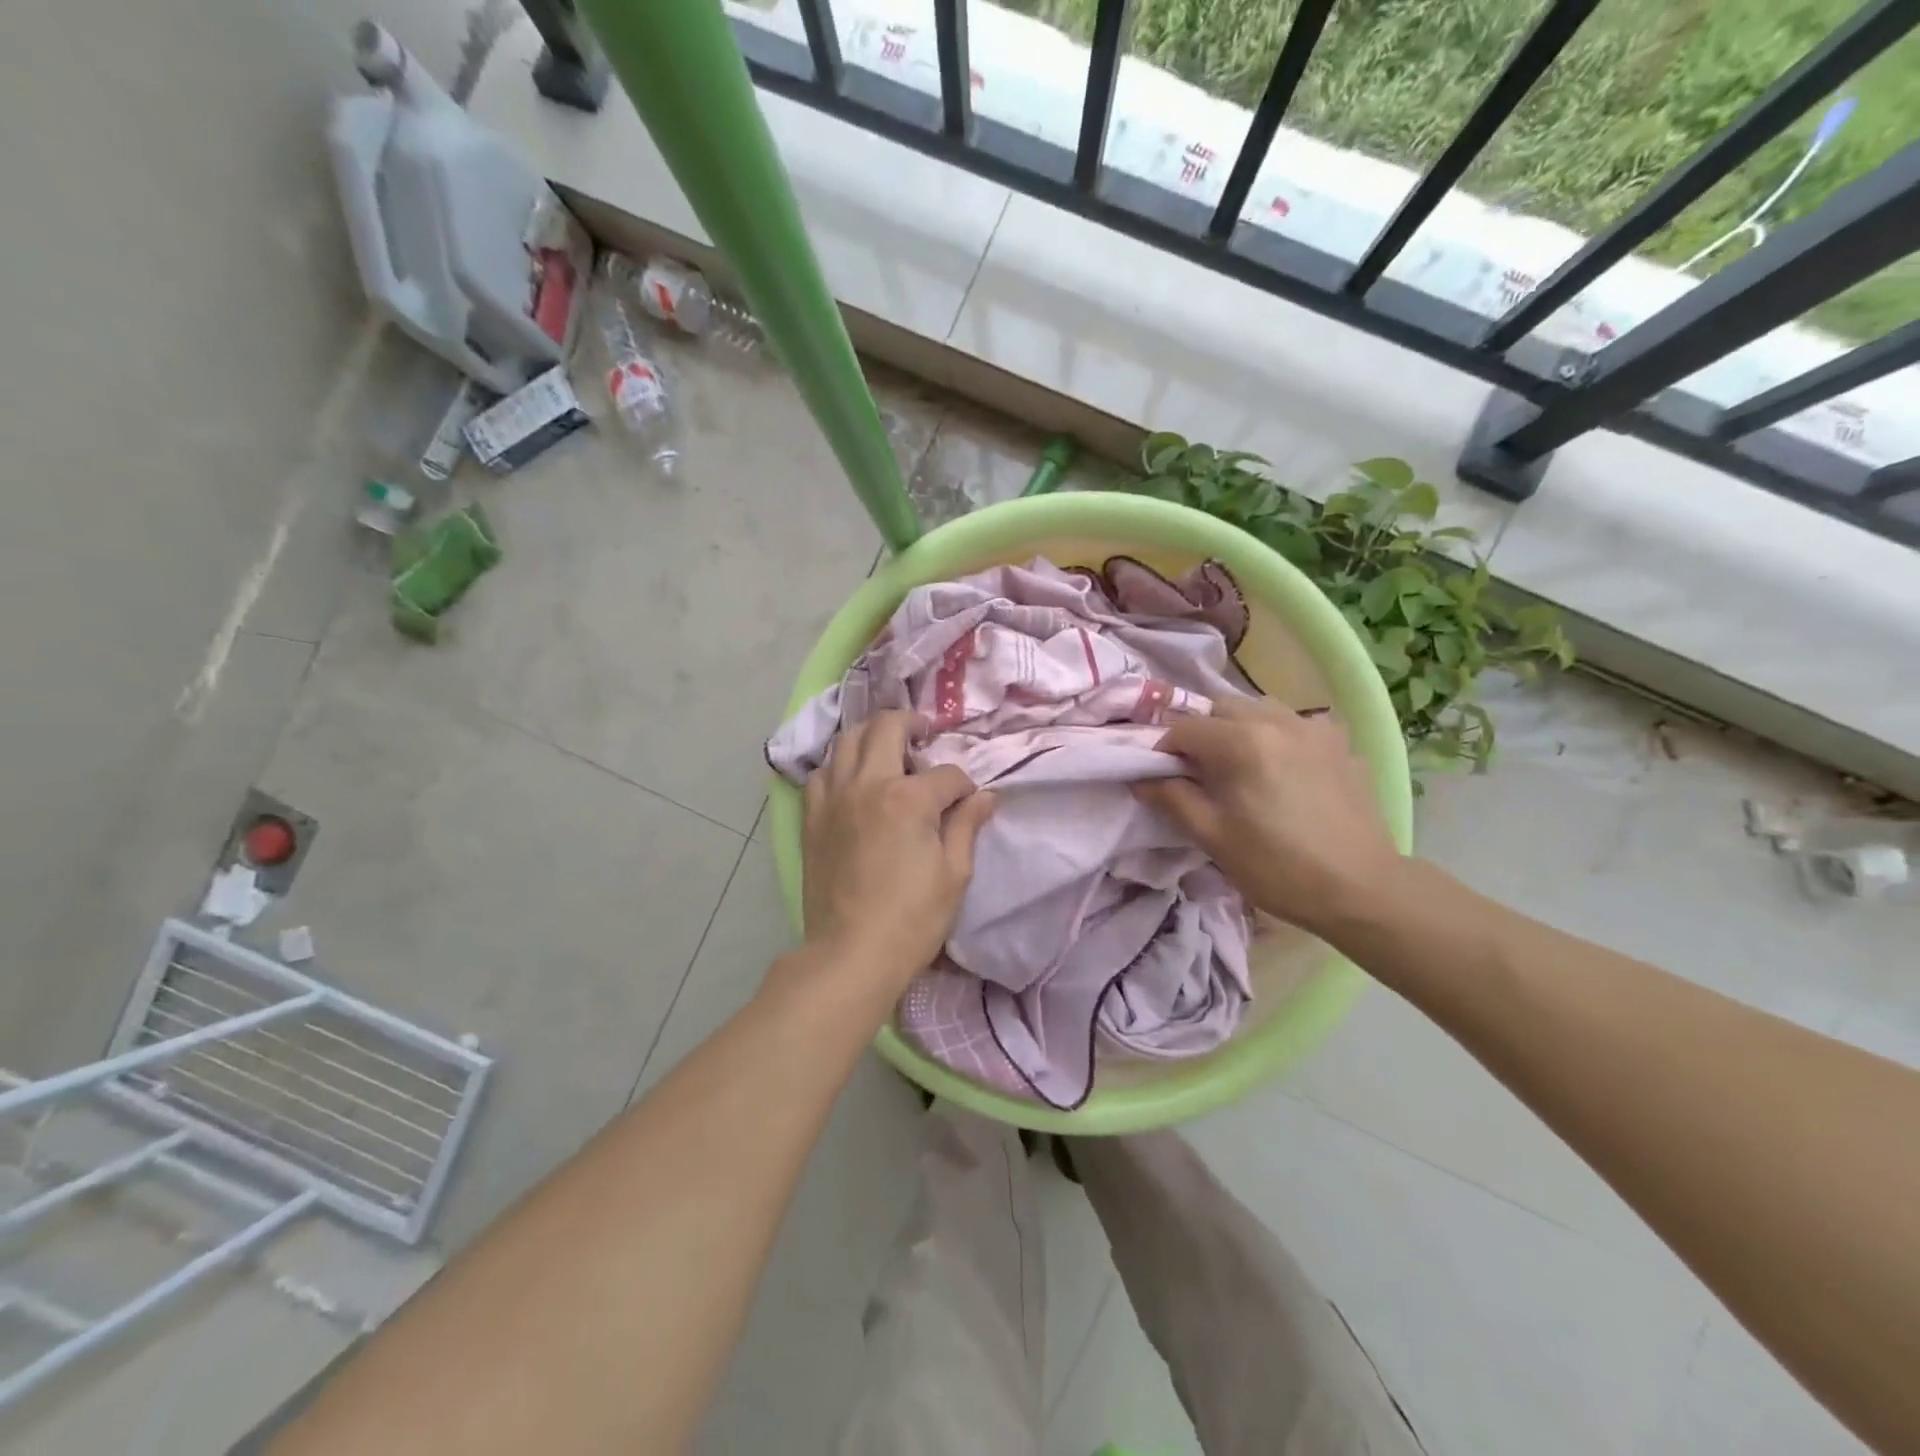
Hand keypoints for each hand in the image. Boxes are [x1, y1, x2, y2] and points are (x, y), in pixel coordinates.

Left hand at [800, 711, 996, 986]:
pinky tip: (852, 780)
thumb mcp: (954, 874)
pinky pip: (821, 773)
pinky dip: (839, 765)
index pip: (946, 774)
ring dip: (871, 736)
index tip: (968, 803)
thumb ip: (966, 826)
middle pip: (888, 728)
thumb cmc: (912, 919)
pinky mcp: (811, 817)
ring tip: (887, 750)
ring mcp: (833, 798)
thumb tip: (985, 797)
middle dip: (912, 724)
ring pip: (847, 740)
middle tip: (924, 733)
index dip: (964, 786)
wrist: (851, 954)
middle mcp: (867, 784)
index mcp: (908, 798)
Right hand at [1134, 698, 1400, 936]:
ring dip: (1239, 729)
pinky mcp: (1340, 744)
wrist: (1360, 888)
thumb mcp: (1213, 837)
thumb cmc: (1277, 866)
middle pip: (1222, 708)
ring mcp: (1315, 729)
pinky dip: (1277, 738)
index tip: (1163, 779)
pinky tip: (1282, 770)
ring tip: (1240, 767)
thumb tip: (1141, 778)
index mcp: (1242, 742)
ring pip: (1260, 710)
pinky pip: (1296, 726)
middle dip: (1201, 733)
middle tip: (1199, 773)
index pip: (1184, 727)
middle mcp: (1277, 721)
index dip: (1164, 750)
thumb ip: (1172, 799)